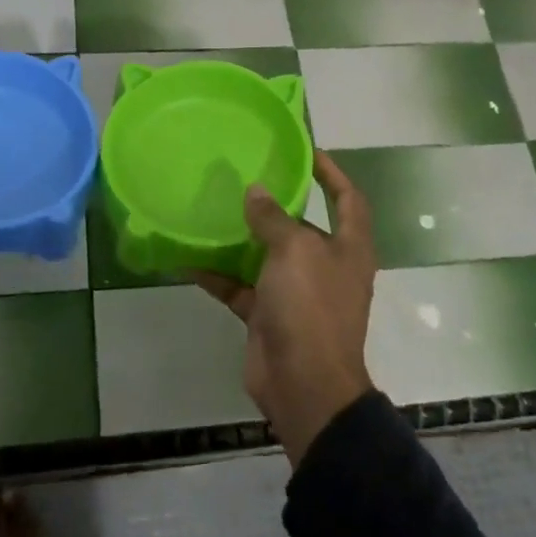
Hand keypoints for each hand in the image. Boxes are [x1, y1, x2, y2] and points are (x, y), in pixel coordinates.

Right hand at [195, 151, 376, 464]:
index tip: (306, 151)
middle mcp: (324, 266)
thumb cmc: (311, 307)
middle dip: (275, 204)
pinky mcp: (268, 315)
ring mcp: (296, 293)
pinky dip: (217, 274)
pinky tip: (188, 257)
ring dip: (241, 237)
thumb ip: (273, 218)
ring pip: (266, 255)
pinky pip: (240, 286)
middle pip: (301, 226)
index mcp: (347, 248)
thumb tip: (256, 192)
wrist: (304, 386)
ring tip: (212, 208)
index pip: (347, 198)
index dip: (331, 173)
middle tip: (243, 176)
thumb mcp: (294, 251)